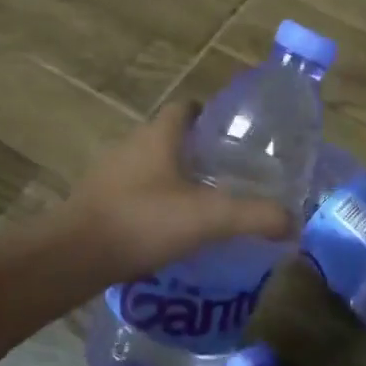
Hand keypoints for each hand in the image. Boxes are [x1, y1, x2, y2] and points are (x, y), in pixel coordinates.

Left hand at [66, 101, 295, 282]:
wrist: (71, 258)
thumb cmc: (142, 221)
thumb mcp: (210, 217)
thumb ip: (256, 216)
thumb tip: (294, 222)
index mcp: (159, 135)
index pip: (188, 108)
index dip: (212, 115)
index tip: (236, 136)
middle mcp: (133, 146)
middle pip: (171, 137)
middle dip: (200, 151)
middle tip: (232, 173)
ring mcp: (110, 175)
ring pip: (152, 166)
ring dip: (177, 178)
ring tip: (207, 203)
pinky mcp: (98, 204)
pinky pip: (136, 193)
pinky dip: (156, 204)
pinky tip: (174, 230)